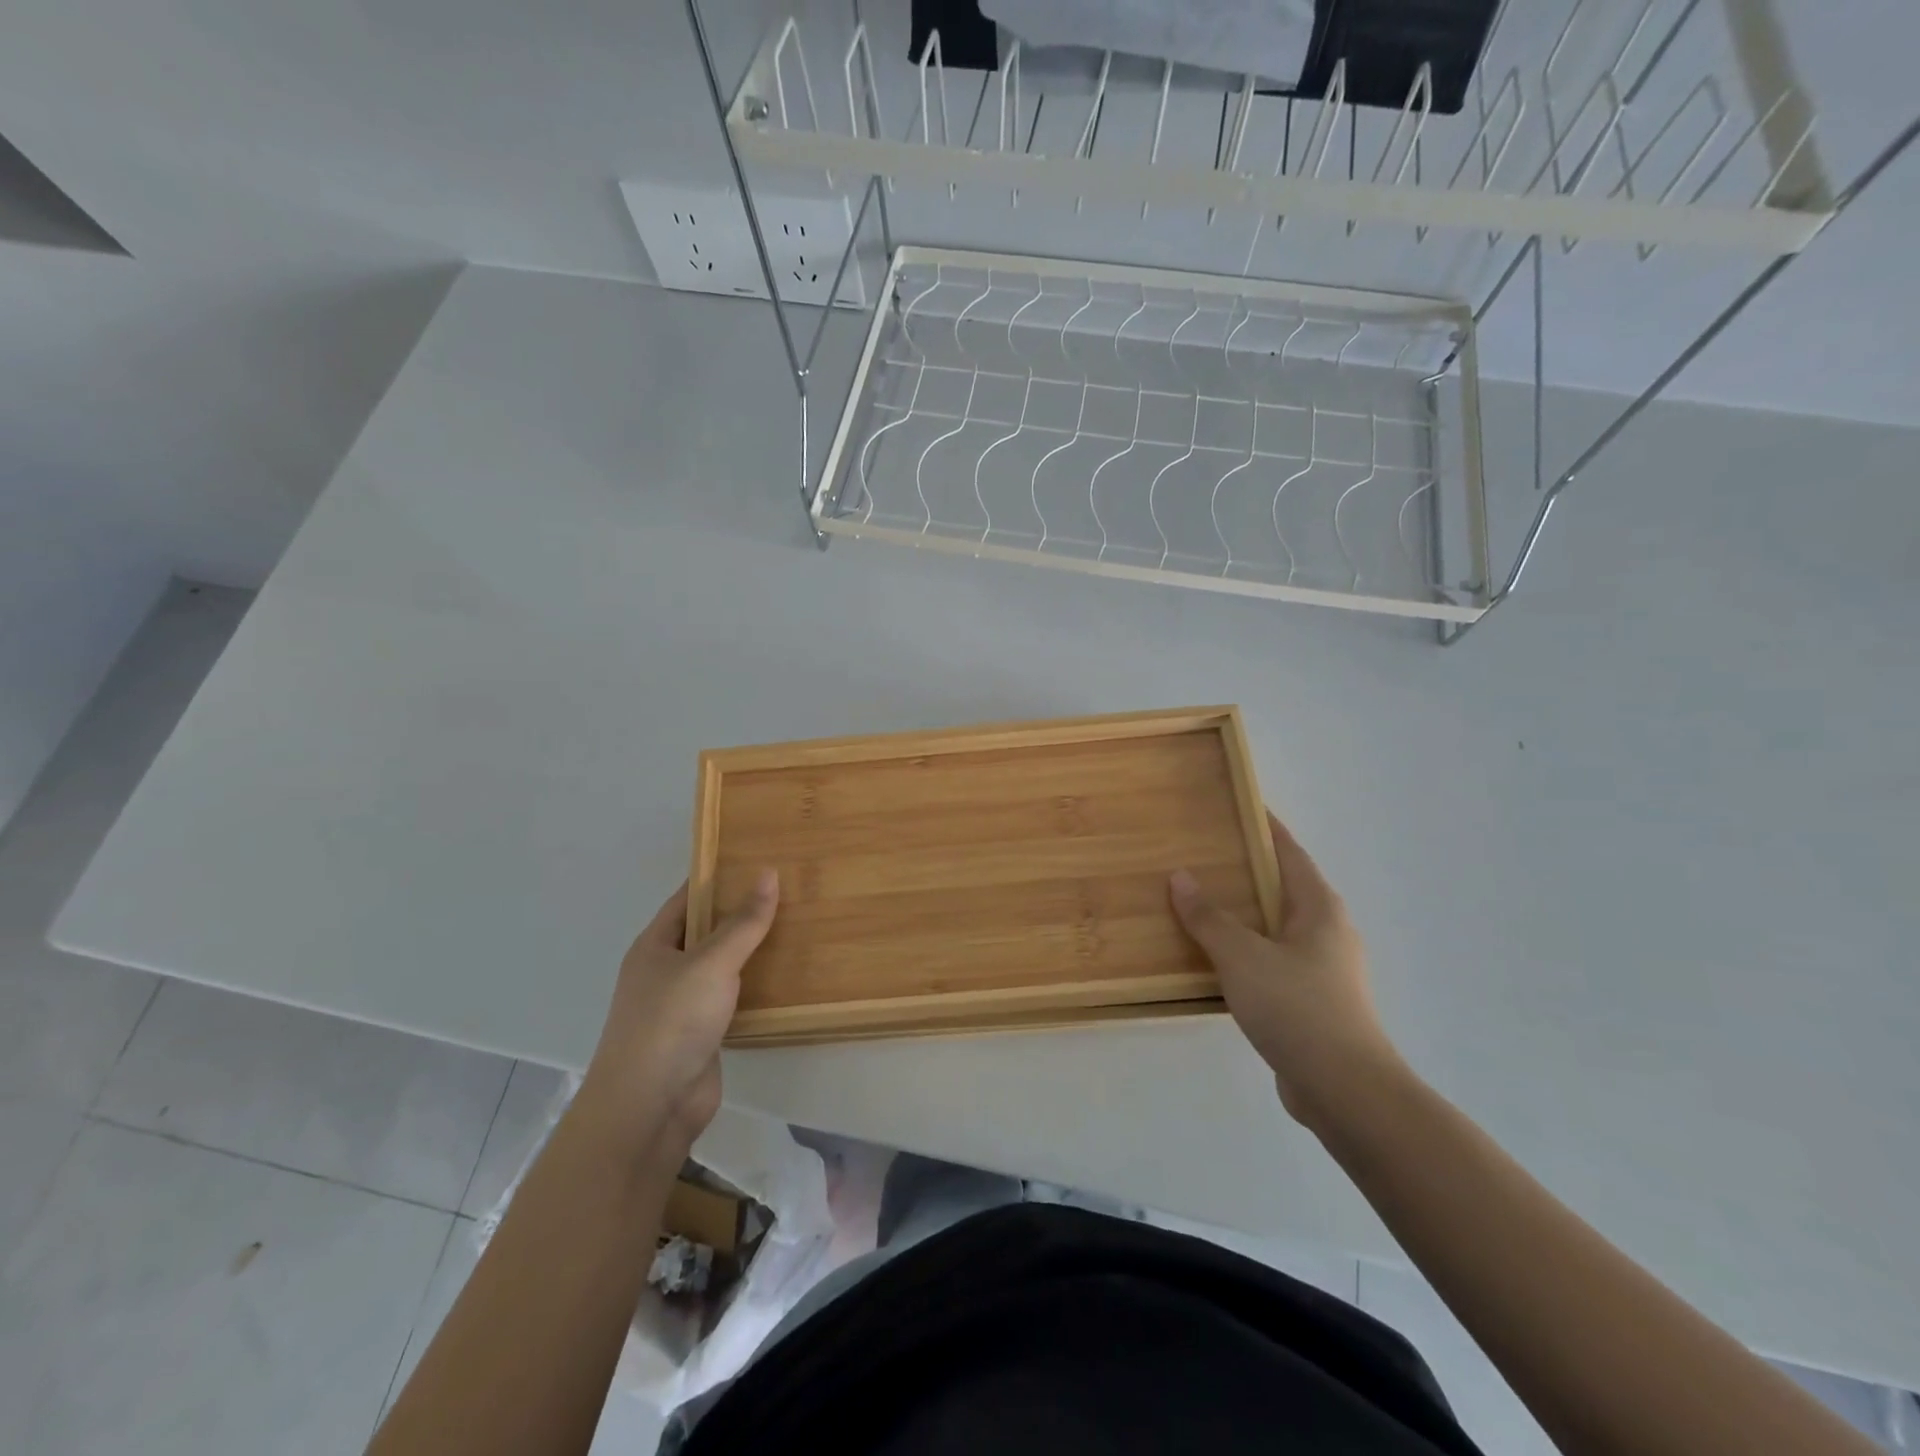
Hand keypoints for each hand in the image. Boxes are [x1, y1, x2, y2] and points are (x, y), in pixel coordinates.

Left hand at [578, 871, 778, 1156]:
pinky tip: (787, 976)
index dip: (718, 877)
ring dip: (752, 952)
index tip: (757, 859)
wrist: (649, 1108)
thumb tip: (768, 874)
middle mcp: (665, 971)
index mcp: (654, 946)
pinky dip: (755, 987)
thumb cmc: (671, 1022)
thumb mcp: (711, 963)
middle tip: (789, 890)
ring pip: (722, 967)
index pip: (687, 898)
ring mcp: (682, 1005)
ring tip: (797, 926)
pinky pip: (732, 999)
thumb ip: (743, 922)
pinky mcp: (703, 1034)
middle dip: (742, 913)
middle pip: (707, 932)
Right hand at [1170, 812, 1401, 1128]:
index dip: (1264, 827)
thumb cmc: (1298, 1008)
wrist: (1345, 1090)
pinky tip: (1216, 960)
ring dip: (1243, 914)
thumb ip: (1209, 917)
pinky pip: (1272, 961)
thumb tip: (1181, 877)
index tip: (1237, 806)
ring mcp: (1324, 969)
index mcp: (1320, 908)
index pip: (1290, 852)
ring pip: (1276, 927)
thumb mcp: (1243, 956)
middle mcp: (1328, 932)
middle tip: (1202, 854)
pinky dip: (1245, 951)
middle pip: (1283, 887)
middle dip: (1246, 870)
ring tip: (1200, 903)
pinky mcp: (1314, 1002)